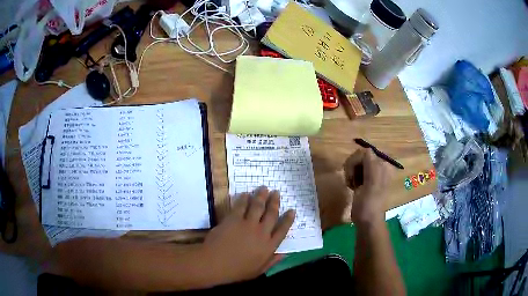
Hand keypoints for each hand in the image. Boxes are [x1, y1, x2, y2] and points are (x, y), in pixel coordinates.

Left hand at [202, 187, 294, 284]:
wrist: (215, 263)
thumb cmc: (236, 271)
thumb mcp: (258, 271)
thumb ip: (272, 261)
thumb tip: (285, 254)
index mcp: (269, 246)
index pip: (283, 230)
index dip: (288, 219)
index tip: (292, 210)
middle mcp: (261, 233)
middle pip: (271, 214)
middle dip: (275, 202)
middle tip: (276, 192)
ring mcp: (248, 224)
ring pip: (258, 206)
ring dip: (261, 196)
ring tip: (264, 188)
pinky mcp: (234, 219)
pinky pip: (241, 206)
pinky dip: (244, 199)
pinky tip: (246, 194)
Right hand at [344, 148, 392, 224]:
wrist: (368, 221)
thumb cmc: (368, 204)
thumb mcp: (371, 182)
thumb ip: (370, 163)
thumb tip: (365, 149)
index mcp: (383, 166)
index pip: (365, 152)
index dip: (354, 161)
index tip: (350, 174)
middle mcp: (381, 166)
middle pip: (361, 157)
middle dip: (352, 167)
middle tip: (350, 181)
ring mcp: (375, 174)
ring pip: (358, 164)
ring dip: (352, 173)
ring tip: (352, 185)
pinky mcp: (369, 180)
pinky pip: (358, 171)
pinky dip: (353, 177)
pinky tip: (354, 187)